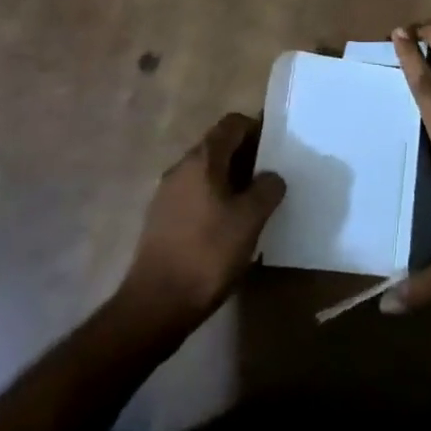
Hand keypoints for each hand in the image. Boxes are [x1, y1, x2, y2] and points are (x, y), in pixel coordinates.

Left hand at [118, 113, 284, 328]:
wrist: (154, 306)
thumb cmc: (207, 254)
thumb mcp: (250, 219)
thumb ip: (267, 189)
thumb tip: (272, 176)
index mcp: (202, 159)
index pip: (232, 123)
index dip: (256, 128)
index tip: (276, 148)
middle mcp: (181, 168)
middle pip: (218, 146)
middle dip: (246, 157)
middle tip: (270, 178)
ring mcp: (166, 194)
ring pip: (206, 173)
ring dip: (230, 181)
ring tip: (252, 205)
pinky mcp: (160, 220)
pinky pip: (194, 195)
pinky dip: (214, 200)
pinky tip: (227, 228)